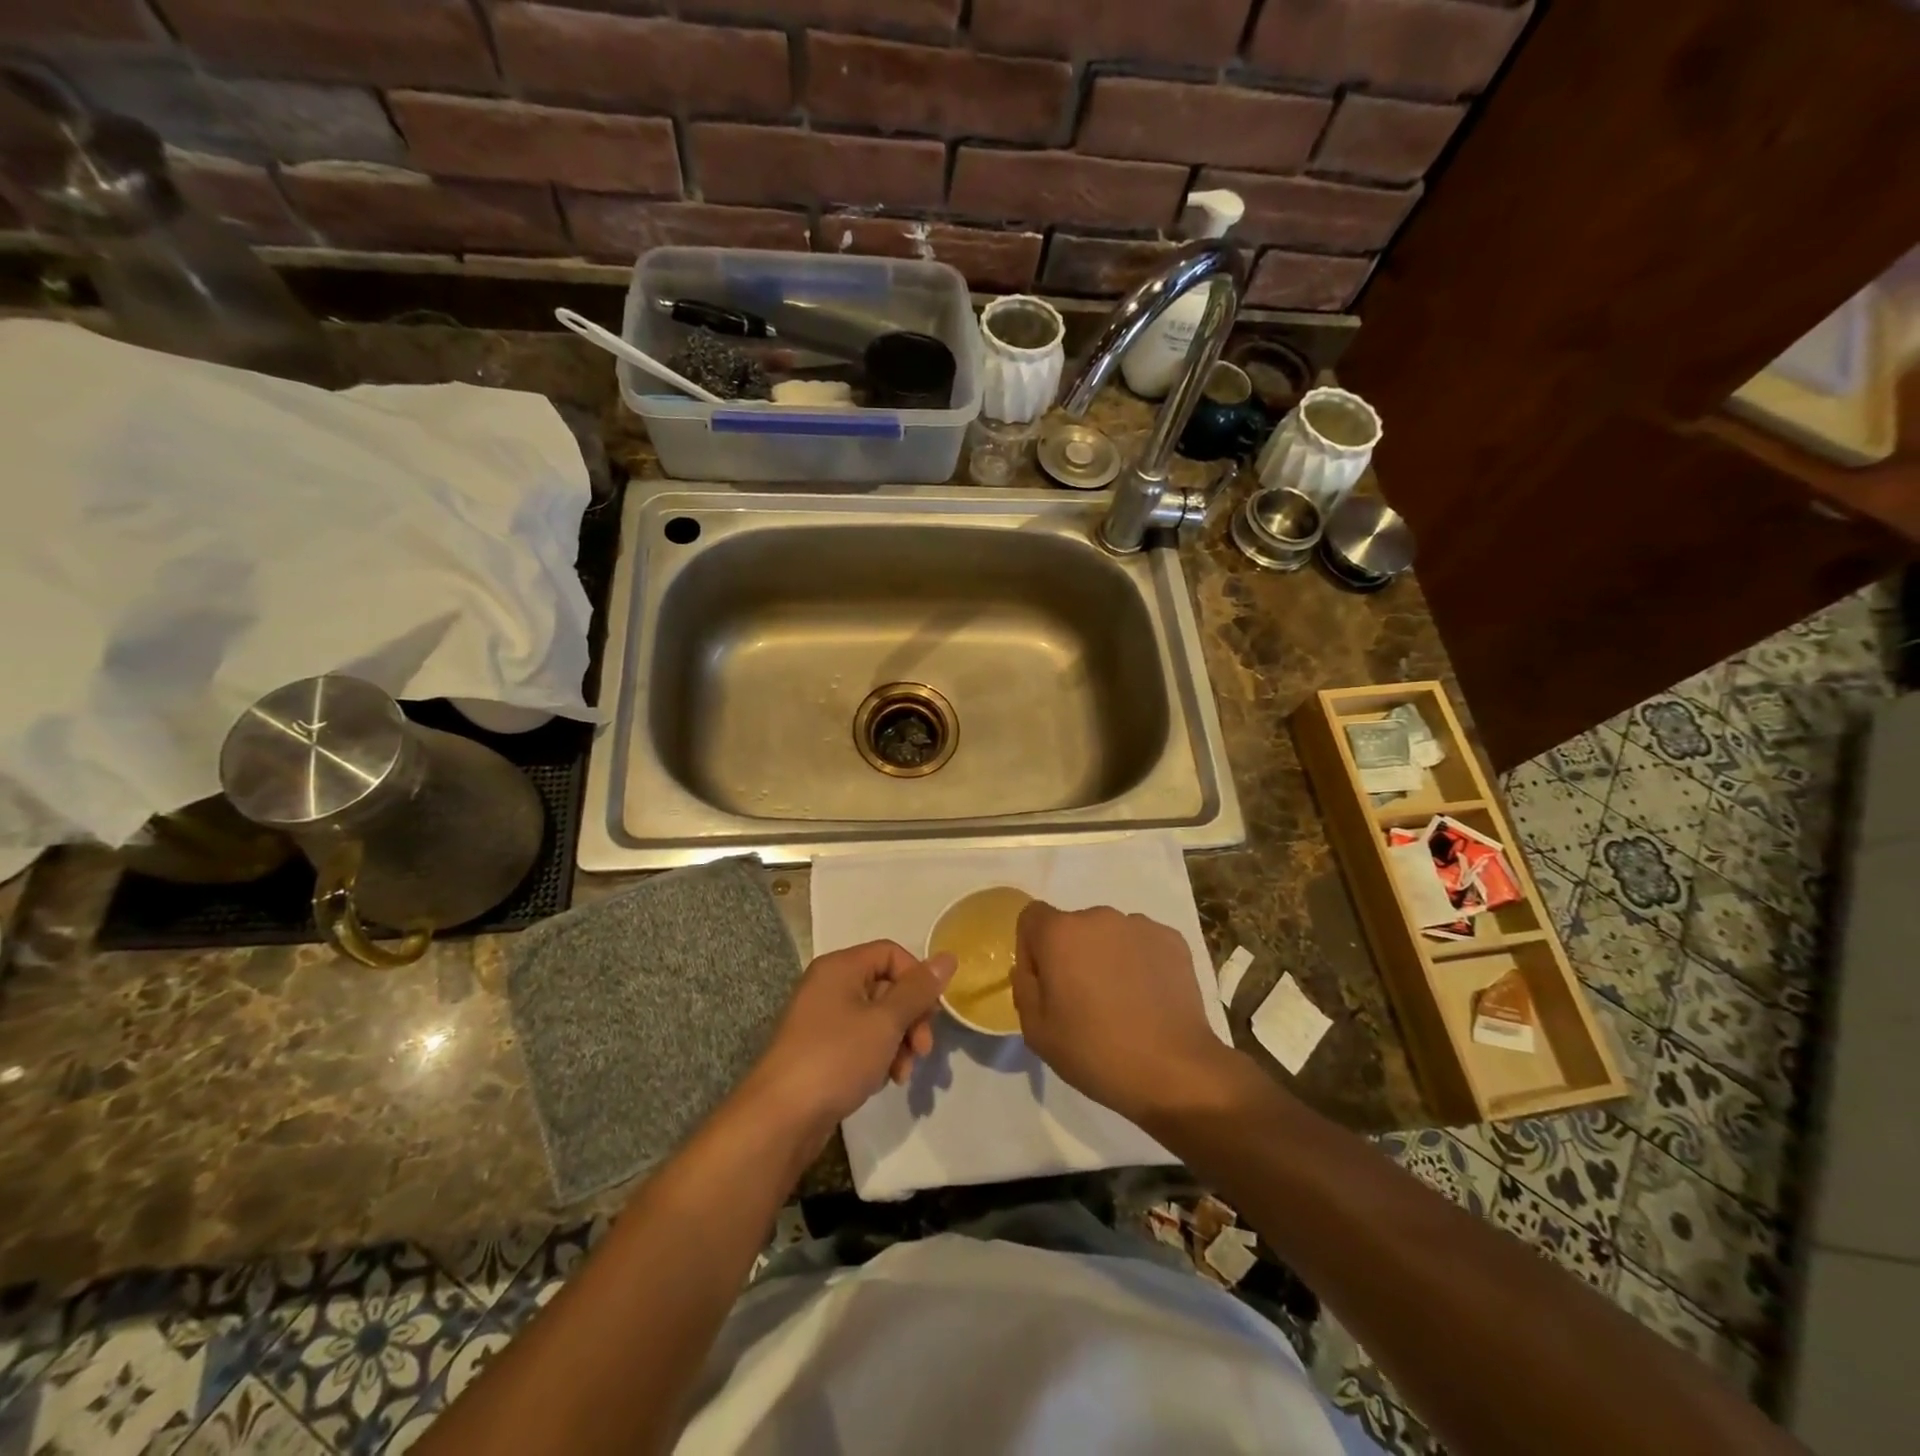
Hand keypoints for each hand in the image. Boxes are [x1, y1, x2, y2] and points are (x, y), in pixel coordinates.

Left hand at [746, 941, 955, 1135]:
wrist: (780, 1118)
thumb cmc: (835, 1058)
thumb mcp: (885, 1022)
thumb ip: (918, 990)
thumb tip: (948, 957)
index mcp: (840, 967)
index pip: (891, 953)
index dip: (917, 979)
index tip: (930, 1014)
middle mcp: (829, 985)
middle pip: (886, 986)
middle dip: (911, 1018)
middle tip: (923, 1051)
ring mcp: (822, 1019)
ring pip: (877, 1018)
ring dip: (899, 1042)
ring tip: (903, 1074)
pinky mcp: (821, 1050)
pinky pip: (861, 1040)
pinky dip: (879, 1056)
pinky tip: (885, 1080)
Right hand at [1011, 902, 1235, 1124]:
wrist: (1173, 1070)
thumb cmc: (1095, 1052)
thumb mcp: (1037, 1032)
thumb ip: (1024, 988)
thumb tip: (1030, 969)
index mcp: (1060, 933)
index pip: (1032, 917)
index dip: (1031, 948)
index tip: (1044, 983)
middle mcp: (1099, 917)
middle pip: (1073, 927)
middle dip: (1072, 955)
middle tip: (1084, 1000)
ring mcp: (1140, 925)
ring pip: (1109, 935)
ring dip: (1106, 957)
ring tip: (1121, 1001)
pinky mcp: (1172, 940)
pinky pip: (1142, 943)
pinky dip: (1139, 962)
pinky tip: (1148, 998)